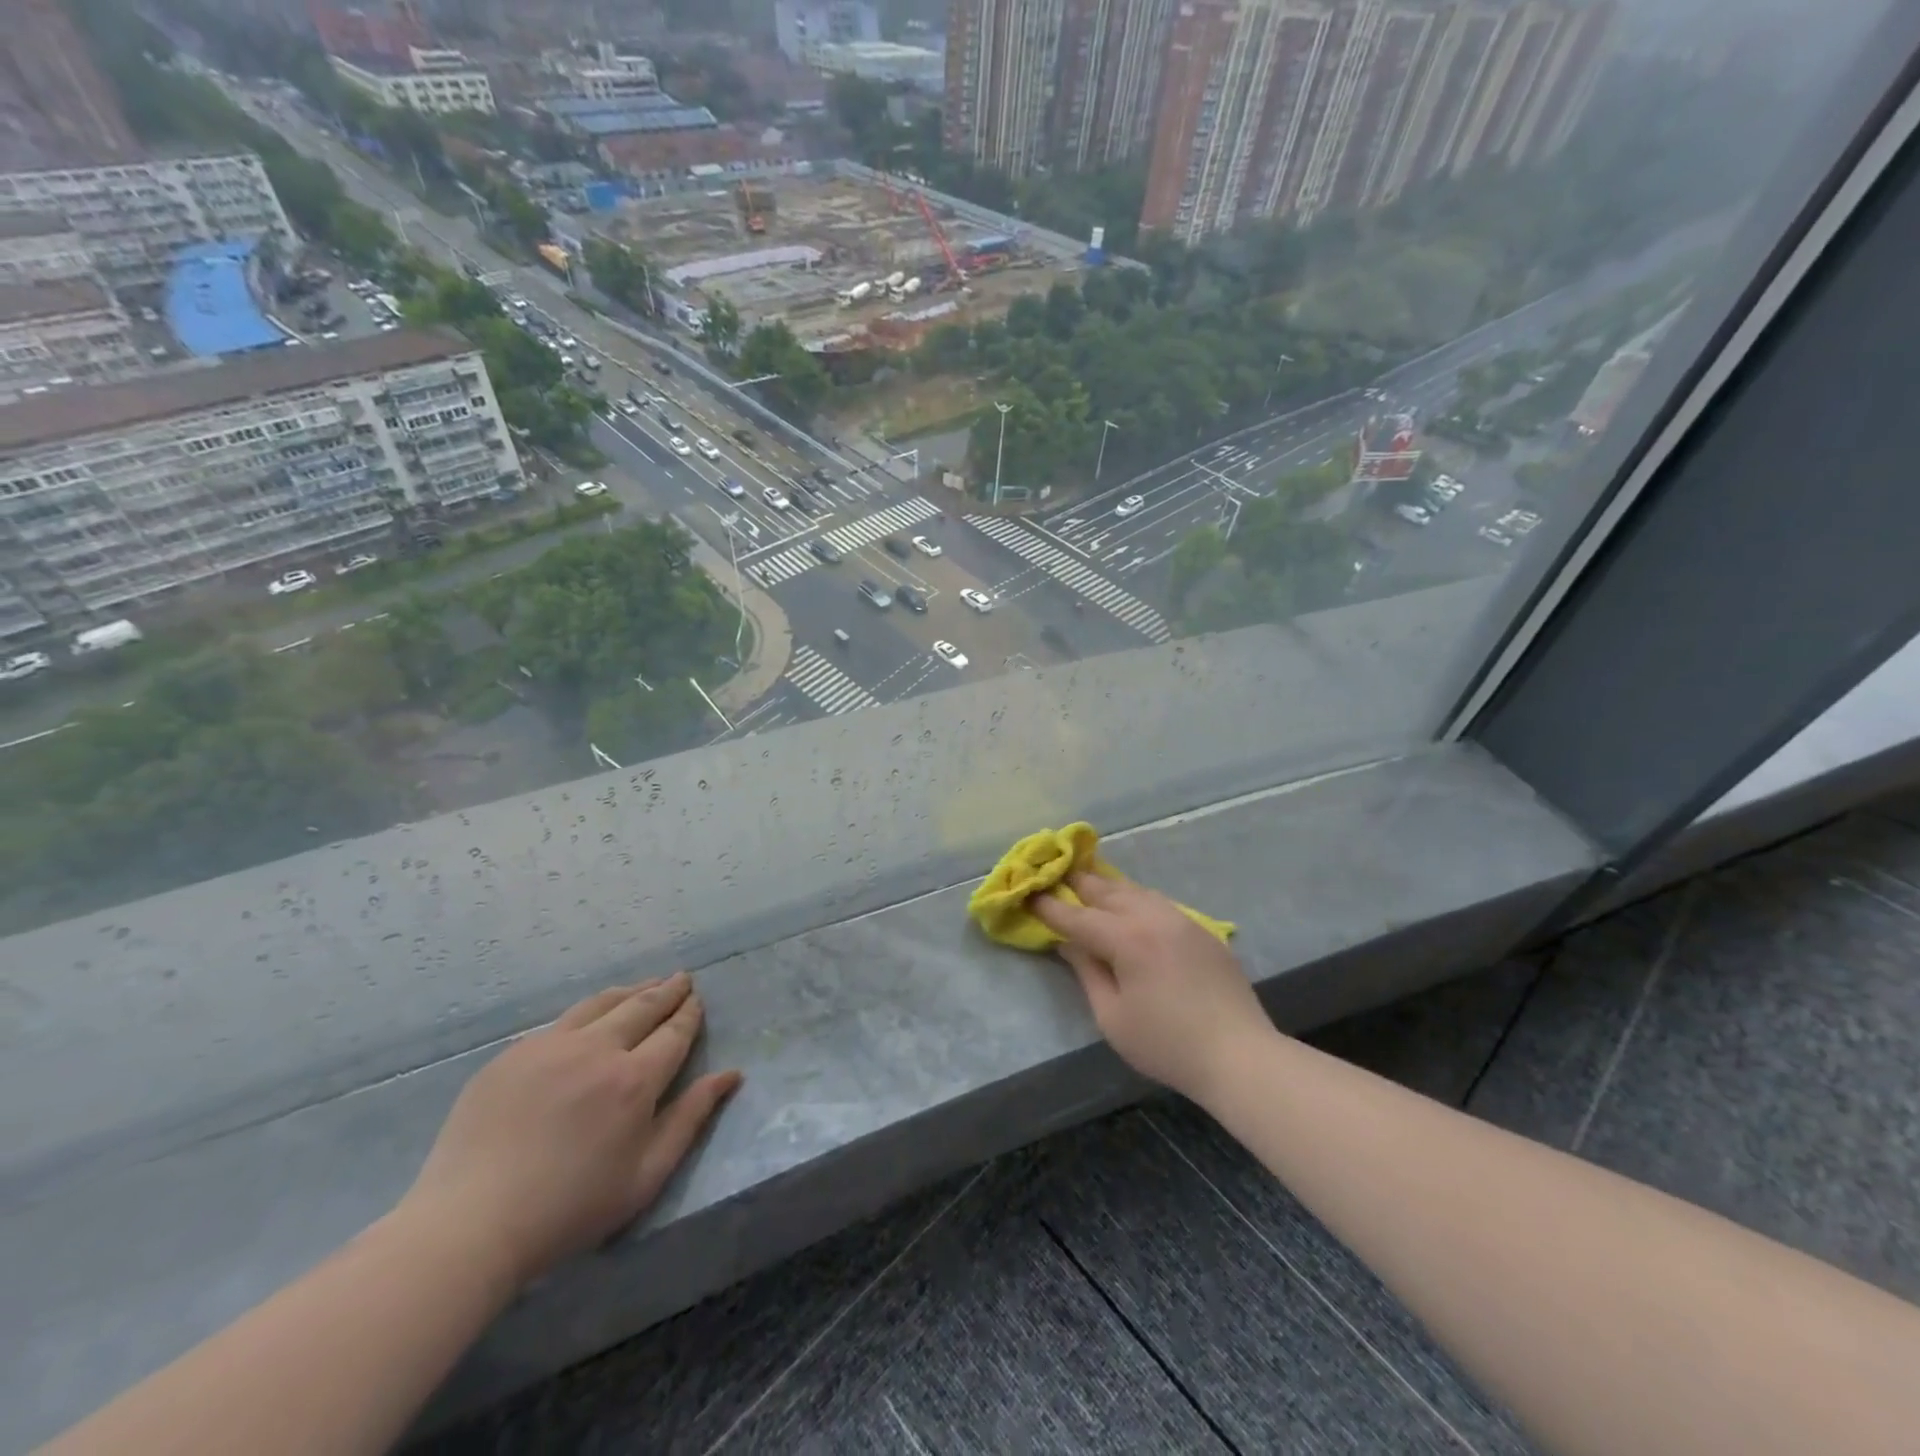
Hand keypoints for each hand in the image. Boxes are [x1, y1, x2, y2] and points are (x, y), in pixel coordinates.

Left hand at [399, 973, 741, 1289]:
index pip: (674, 1032)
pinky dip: (589, 1011)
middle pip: (642, 1006)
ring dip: (630, 991)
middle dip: (667, 990)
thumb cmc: (569, 1210)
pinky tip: (591, 1016)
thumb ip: (691, 1118)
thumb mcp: (646, 1176)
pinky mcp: (513, 1054)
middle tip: (681, 979)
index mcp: (634, 1080)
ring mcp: (550, 1046)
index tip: (697, 1000)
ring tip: (645, 985)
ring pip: (601, 1003)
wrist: (468, 1226)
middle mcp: (597, 1049)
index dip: (689, 1014)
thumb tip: (731, 1074)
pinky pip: (562, 1021)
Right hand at [1033, 872, 1271, 1103]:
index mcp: (1127, 939)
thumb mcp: (1112, 1017)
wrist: (1239, 1055)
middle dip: (1076, 883)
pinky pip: (1158, 903)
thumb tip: (1069, 943)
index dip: (1049, 907)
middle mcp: (1152, 917)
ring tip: (1087, 884)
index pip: (1077, 917)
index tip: (1028, 896)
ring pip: (1135, 890)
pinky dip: (1135, 898)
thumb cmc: (1166, 1044)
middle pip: (1106, 890)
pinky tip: (1130, 906)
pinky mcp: (1201, 930)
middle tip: (1054, 876)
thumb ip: (1087, 972)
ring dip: (1107, 886)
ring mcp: (1180, 919)